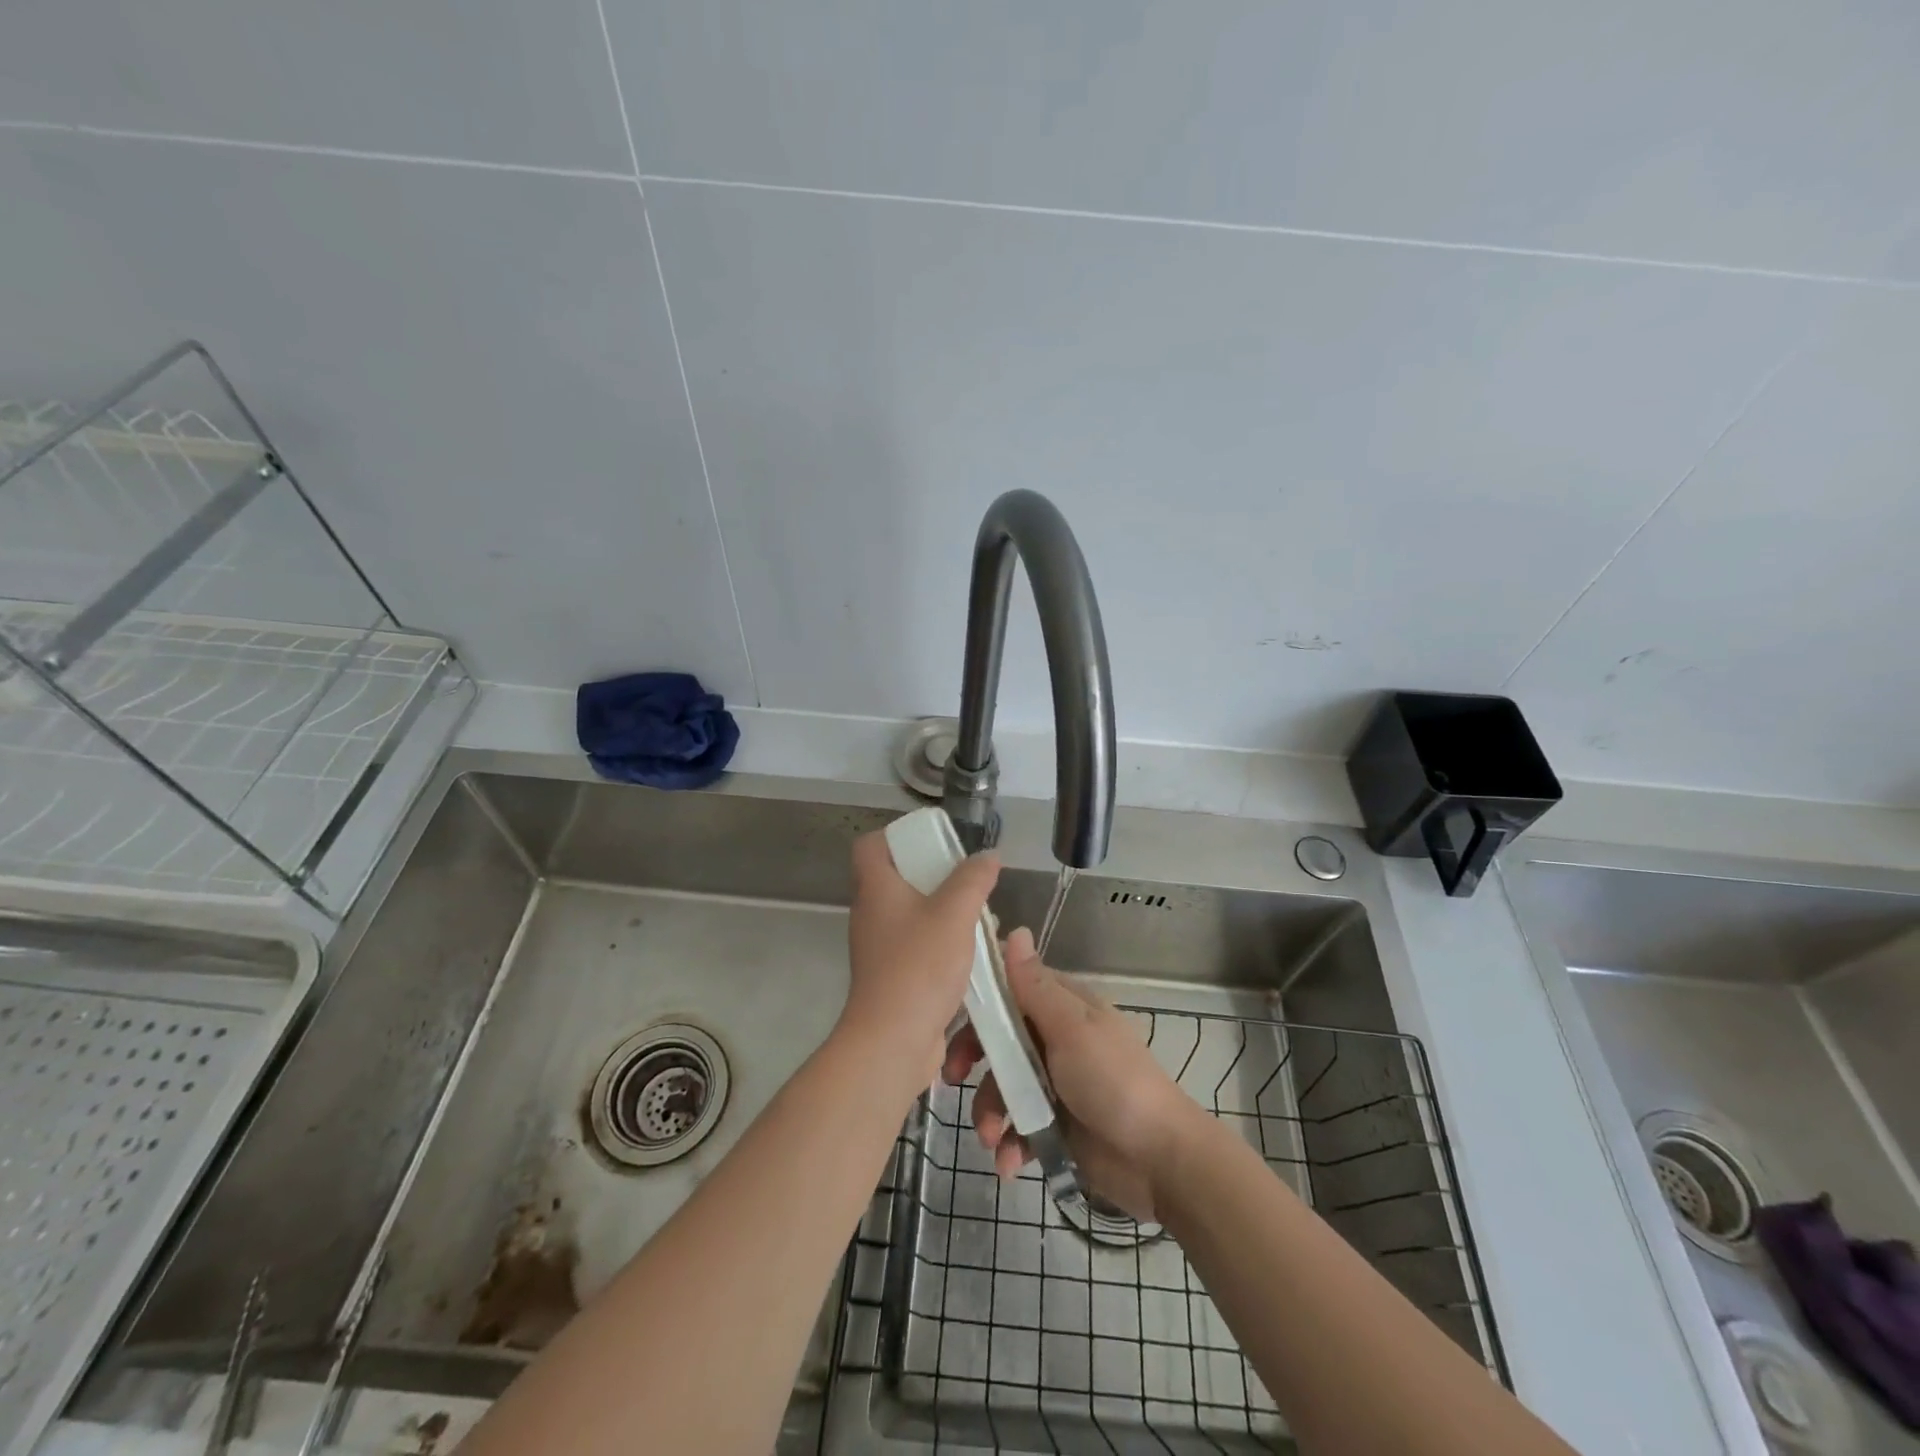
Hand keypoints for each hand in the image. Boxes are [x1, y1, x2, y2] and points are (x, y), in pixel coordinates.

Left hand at [842, 830, 999, 1087]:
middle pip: (895, 879)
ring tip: (977, 916)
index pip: (869, 846)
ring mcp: (878, 948)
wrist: (893, 1040)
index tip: (931, 841)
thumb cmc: (919, 966)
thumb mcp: (955, 913)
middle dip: (932, 875)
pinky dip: (940, 943)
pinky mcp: (891, 977)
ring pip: (910, 915)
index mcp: (875, 889)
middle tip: (965, 879)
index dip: (895, 836)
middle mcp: (871, 914)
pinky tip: (971, 953)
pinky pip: (916, 946)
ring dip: (941, 912)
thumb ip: (973, 880)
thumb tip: (988, 856)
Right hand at [943, 928, 1197, 1220]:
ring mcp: (1055, 1084)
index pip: (1010, 991)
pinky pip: (1018, 1127)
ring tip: (992, 1139)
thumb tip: (1014, 928)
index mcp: (1063, 1008)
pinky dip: (1010, 1145)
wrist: (1160, 1161)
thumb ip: (1035, 986)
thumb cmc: (1114, 1082)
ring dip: (989, 1113)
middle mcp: (1056, 1040)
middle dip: (974, 1062)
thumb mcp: (1071, 1030)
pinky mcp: (1055, 1126)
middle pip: (999, 1040)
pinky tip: (1011, 1164)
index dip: (980, 1004)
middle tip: (952, 1080)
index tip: (948, 1020)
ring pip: (1003, 1087)